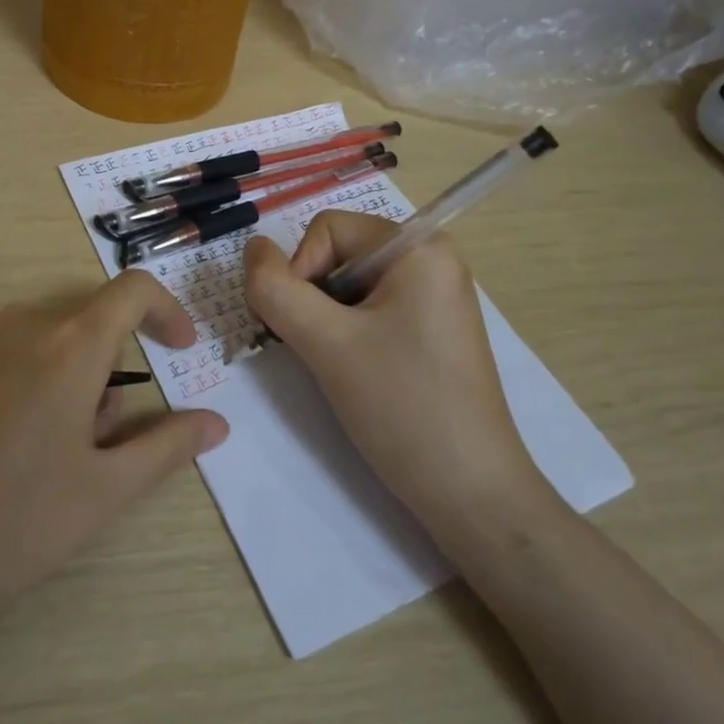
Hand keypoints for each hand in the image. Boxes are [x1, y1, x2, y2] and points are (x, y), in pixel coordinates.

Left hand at [0, 271, 228, 651]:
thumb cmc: (8, 530)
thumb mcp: (102, 493)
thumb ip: (166, 446)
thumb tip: (216, 421)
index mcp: (68, 347)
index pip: (132, 291)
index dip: (165, 311)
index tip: (177, 349)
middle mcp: (15, 323)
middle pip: (79, 328)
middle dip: (100, 373)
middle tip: (91, 446)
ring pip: (30, 342)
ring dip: (51, 380)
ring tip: (30, 457)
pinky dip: (3, 382)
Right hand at [243, 211, 553, 537]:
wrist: (471, 494)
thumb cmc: (402, 406)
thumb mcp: (327, 343)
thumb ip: (276, 289)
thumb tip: (252, 247)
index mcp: (419, 247)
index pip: (327, 229)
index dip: (300, 271)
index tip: (305, 328)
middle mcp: (432, 260)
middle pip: (339, 254)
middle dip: (312, 298)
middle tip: (318, 351)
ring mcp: (435, 297)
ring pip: (350, 287)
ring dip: (326, 321)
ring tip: (338, 367)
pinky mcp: (432, 331)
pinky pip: (372, 312)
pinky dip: (348, 335)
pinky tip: (357, 374)